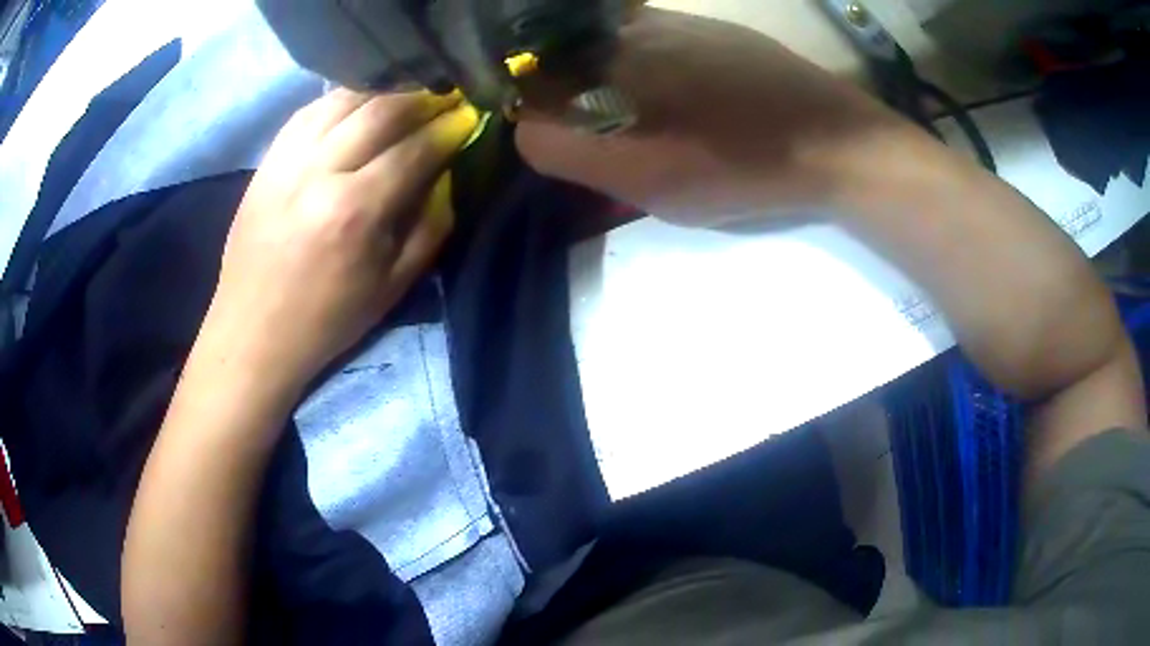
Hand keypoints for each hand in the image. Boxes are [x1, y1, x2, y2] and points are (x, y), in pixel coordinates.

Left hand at [192, 90, 479, 394]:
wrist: (253, 332)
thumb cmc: (326, 320)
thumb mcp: (392, 287)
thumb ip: (430, 226)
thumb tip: (447, 175)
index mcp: (355, 211)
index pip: (415, 149)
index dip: (449, 128)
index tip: (471, 116)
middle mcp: (319, 172)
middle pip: (381, 109)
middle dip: (423, 97)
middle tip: (446, 97)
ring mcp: (287, 160)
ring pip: (344, 99)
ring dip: (384, 91)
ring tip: (407, 96)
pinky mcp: (266, 160)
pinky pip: (309, 110)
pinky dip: (341, 100)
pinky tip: (358, 105)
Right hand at [516, 8, 907, 224]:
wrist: (837, 143)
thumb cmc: (742, 166)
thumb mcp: (646, 180)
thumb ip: (568, 151)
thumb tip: (527, 129)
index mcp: (614, 58)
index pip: (537, 77)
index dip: (536, 109)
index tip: (556, 140)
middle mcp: (640, 26)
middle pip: (573, 54)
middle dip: (569, 91)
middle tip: (602, 134)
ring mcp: (682, 23)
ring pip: (614, 44)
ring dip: (608, 76)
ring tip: (642, 118)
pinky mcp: (715, 30)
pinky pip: (656, 39)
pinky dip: (647, 64)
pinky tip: (680, 97)